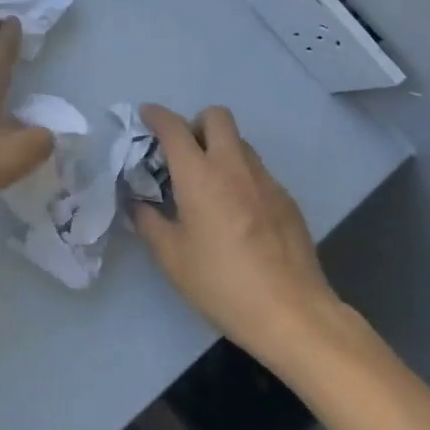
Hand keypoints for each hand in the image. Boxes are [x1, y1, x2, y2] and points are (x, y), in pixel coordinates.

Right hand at [131, 105, 349, 367]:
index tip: (146, 116)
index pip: (174, 127)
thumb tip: (137, 204)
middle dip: (195, 124)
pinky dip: (242, 178)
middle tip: (184, 154)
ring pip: (240, 143)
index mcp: (199, 174)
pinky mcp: (287, 201)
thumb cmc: (221, 283)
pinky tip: (239, 215)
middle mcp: (233, 166)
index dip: (156, 115)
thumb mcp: (171, 257)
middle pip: (216, 116)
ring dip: (221, 149)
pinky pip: (259, 172)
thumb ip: (148, 221)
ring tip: (210, 186)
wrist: (292, 314)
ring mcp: (266, 181)